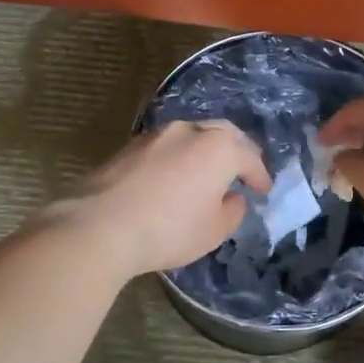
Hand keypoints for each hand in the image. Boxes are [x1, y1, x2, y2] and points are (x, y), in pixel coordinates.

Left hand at [51, 120, 271, 276]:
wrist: (100, 225)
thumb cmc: (169, 230)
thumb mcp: (213, 231)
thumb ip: (231, 211)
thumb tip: (231, 197)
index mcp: (218, 148)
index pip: (249, 157)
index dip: (259, 175)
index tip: (263, 190)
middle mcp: (189, 131)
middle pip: (222, 133)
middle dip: (236, 150)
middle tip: (242, 169)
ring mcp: (156, 135)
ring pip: (191, 135)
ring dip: (204, 150)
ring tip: (207, 172)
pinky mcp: (129, 146)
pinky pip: (166, 146)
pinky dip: (178, 157)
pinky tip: (174, 176)